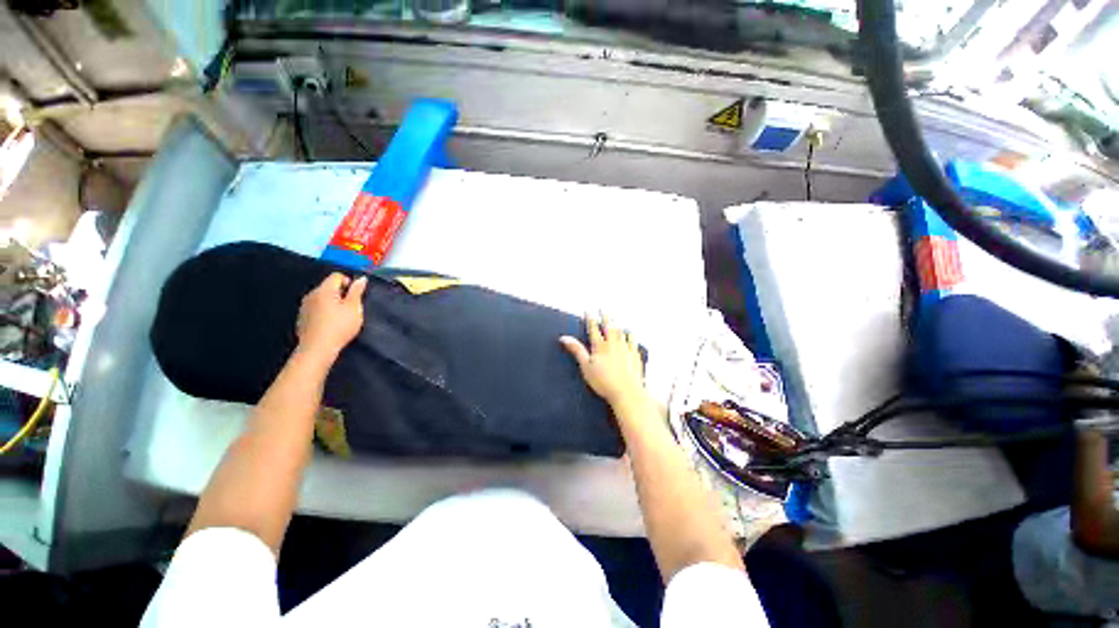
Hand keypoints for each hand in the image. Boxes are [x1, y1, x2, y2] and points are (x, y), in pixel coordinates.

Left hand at [296, 273, 366, 360]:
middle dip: (341, 294)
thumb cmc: (339, 326)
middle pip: (328, 286)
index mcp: (324, 290)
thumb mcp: (354, 308)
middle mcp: (311, 294)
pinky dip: (324, 311)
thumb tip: (361, 278)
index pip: (337, 276)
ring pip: (322, 298)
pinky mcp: (302, 318)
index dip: (349, 282)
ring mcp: (304, 306)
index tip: (356, 296)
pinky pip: (316, 308)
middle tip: (351, 308)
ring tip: (341, 317)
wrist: (317, 348)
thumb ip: (357, 291)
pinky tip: (330, 324)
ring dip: (332, 303)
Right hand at [560, 314, 648, 410]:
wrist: (626, 392)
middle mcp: (613, 344)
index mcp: (600, 346)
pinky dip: (630, 335)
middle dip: (605, 317)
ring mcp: (626, 349)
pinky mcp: (635, 355)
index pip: (594, 329)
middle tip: (603, 309)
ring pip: (621, 332)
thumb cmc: (604, 382)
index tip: (588, 311)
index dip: (590, 319)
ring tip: (615, 319)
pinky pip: (633, 341)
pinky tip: (630, 332)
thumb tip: (565, 338)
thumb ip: (576, 350)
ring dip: (617, 324)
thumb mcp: (586, 366)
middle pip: (609, 327)